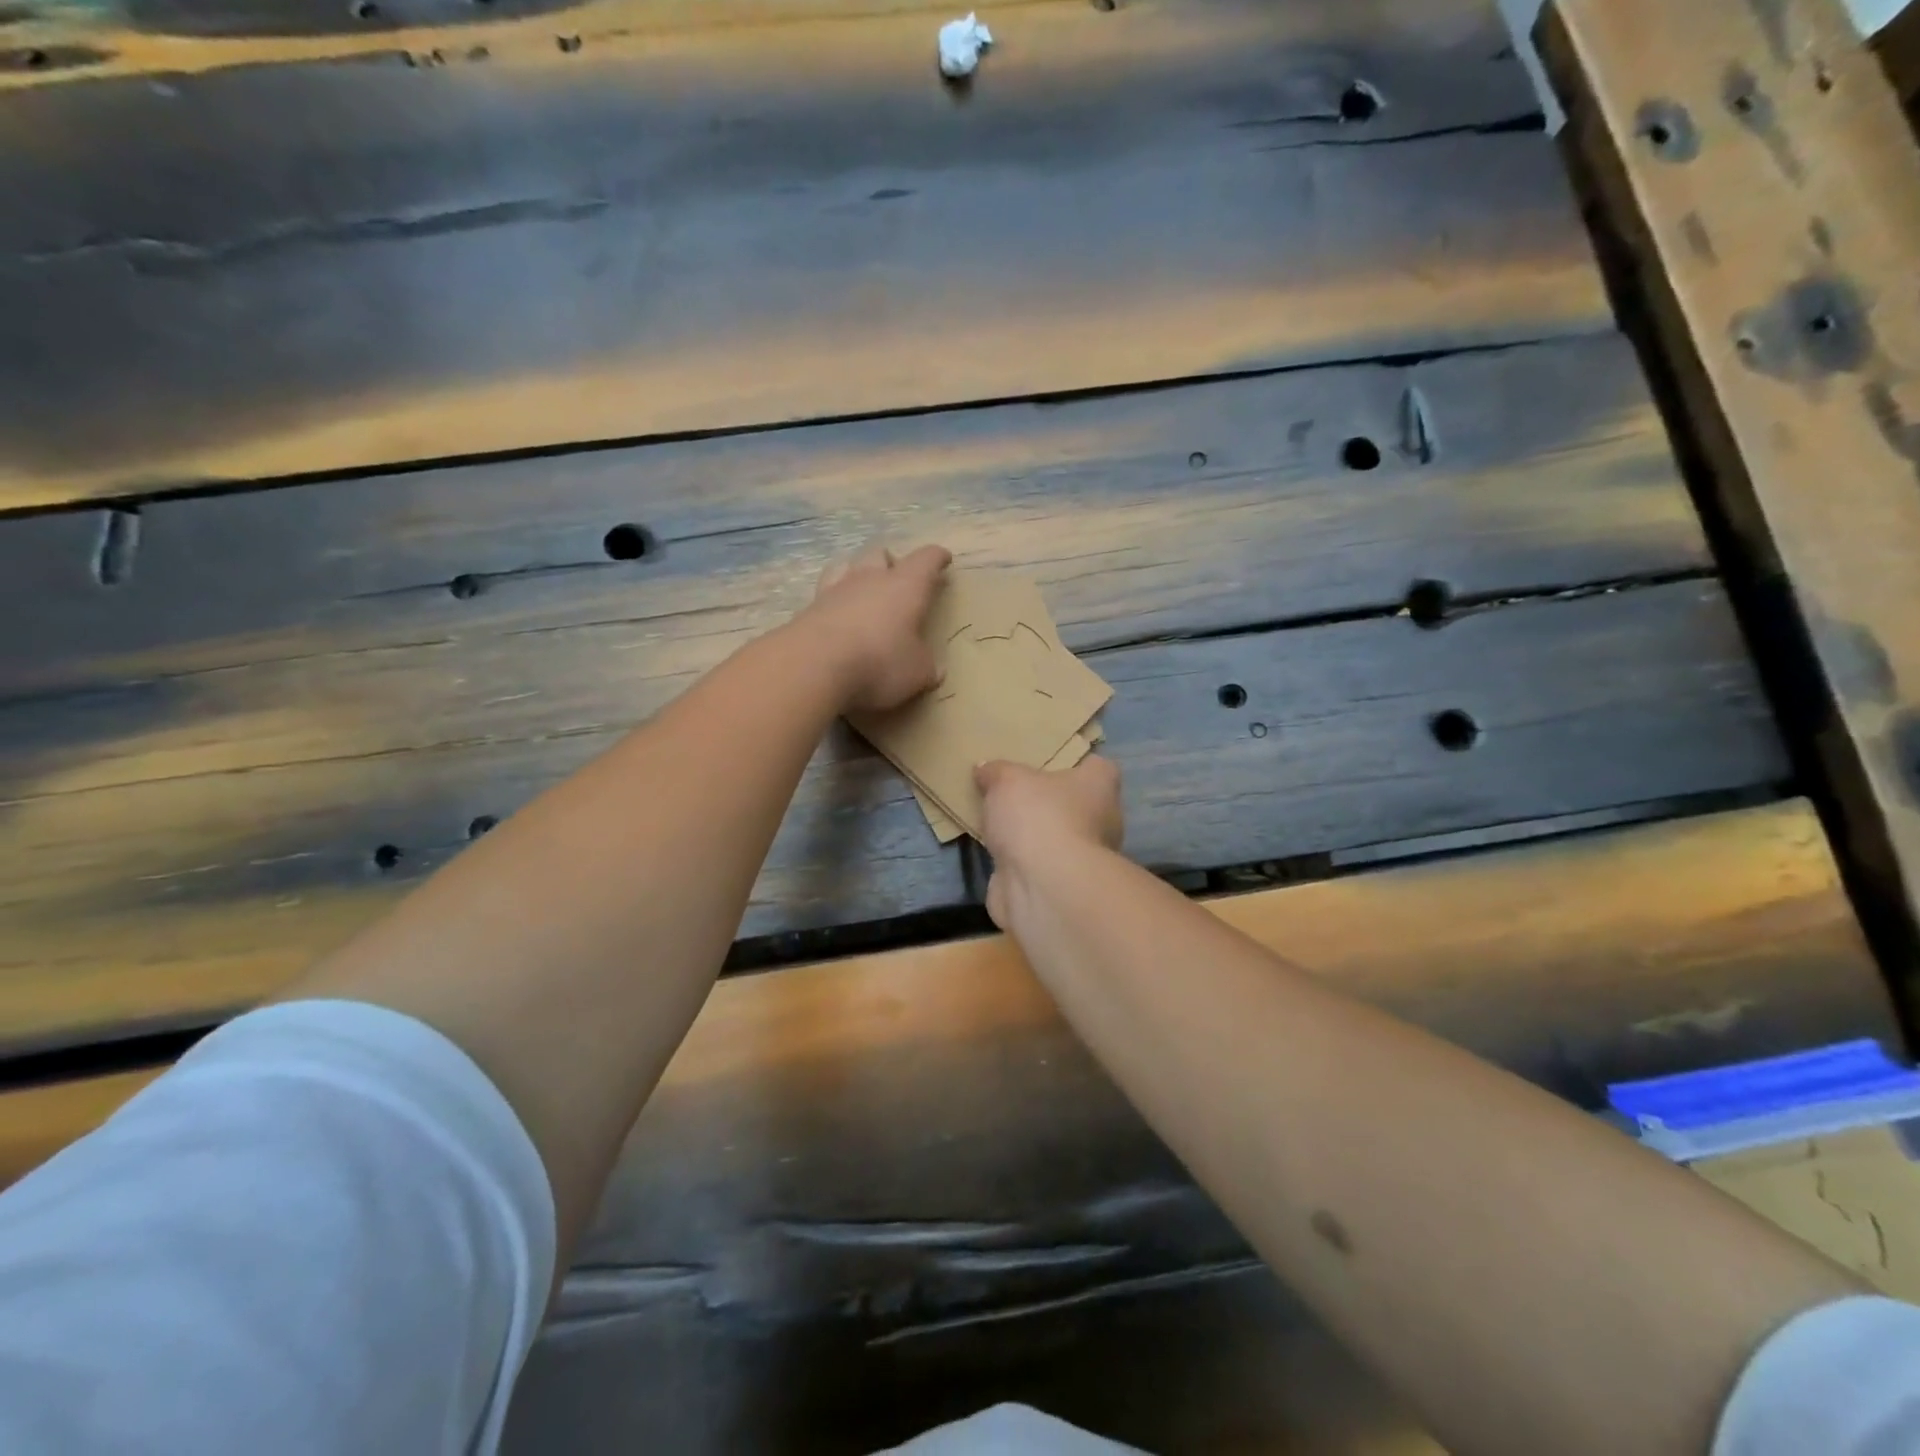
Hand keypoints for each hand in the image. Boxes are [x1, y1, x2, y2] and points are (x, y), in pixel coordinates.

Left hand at [800, 543, 952, 712]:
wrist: (814, 666)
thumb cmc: (879, 662)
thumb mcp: (917, 673)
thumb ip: (927, 667)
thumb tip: (935, 670)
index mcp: (906, 586)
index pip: (926, 559)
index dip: (937, 558)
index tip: (943, 559)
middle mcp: (870, 578)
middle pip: (880, 553)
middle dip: (891, 562)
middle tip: (897, 579)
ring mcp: (835, 590)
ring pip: (847, 565)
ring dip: (857, 572)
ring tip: (862, 589)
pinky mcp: (809, 608)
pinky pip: (825, 593)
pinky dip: (834, 600)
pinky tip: (837, 615)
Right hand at [974, 756, 1123, 928]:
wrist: (1043, 887)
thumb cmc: (1039, 817)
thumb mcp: (1008, 780)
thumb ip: (996, 771)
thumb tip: (985, 768)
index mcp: (1100, 786)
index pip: (1099, 768)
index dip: (1077, 764)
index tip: (1050, 763)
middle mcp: (1103, 821)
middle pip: (1077, 804)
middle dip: (1050, 802)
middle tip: (1016, 793)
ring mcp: (1085, 859)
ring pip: (1058, 839)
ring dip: (1035, 836)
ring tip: (1000, 824)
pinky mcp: (1063, 888)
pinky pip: (1041, 866)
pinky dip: (1023, 864)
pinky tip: (998, 856)